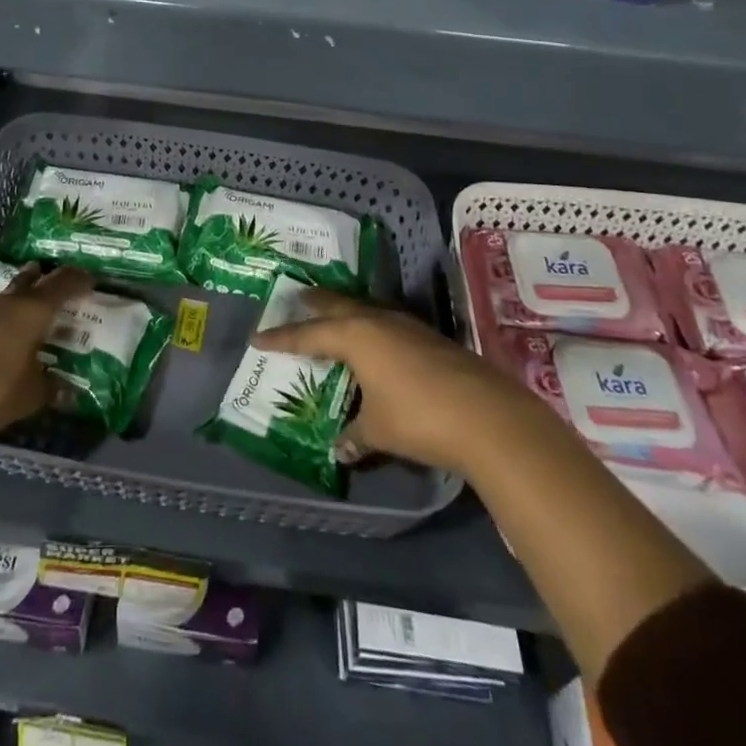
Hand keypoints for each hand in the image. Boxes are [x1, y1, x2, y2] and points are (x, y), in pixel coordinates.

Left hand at [0, 263, 91, 436]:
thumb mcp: (28, 396)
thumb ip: (49, 389)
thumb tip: (68, 390)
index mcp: (33, 310)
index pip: (63, 284)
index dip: (79, 280)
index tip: (91, 279)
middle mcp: (9, 302)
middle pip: (31, 280)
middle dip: (46, 279)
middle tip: (60, 285)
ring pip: (8, 297)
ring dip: (21, 300)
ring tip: (32, 313)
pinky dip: (2, 321)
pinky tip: (3, 337)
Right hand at [254, 289, 515, 476]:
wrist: (487, 416)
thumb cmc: (418, 418)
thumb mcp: (379, 431)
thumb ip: (356, 434)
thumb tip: (341, 448)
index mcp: (355, 336)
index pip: (308, 334)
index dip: (282, 338)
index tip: (258, 337)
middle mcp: (378, 321)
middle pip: (338, 305)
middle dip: (315, 302)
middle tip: (297, 297)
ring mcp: (407, 326)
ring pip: (366, 309)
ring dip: (346, 310)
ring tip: (333, 313)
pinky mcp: (430, 338)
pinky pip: (388, 322)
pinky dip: (372, 325)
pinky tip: (377, 340)